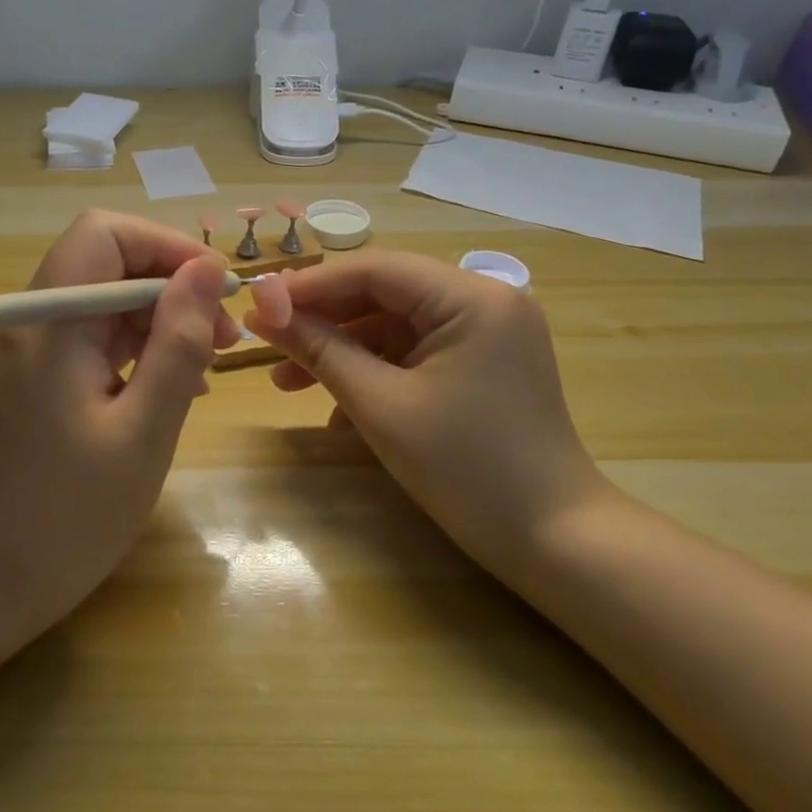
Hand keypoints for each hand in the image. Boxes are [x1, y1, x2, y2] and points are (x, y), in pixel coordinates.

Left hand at [0, 211, 239, 633]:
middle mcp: (30, 320)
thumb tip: (207, 270)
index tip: (216, 290)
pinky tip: (172, 384)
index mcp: (48, 322)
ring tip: (208, 363)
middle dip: (170, 286)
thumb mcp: (144, 430)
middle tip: (225, 336)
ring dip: (159, 318)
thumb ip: (178, 344)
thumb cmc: (69, 514)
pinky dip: (136, 347)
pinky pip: (91, 336)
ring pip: (103, 299)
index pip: (104, 234)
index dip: (166, 247)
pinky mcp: (35, 376)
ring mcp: (29, 348)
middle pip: (106, 262)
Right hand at [245, 252, 610, 570]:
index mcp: (471, 298)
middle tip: (268, 345)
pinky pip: (416, 354)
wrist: (553, 542)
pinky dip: (375, 373)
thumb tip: (262, 312)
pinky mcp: (483, 365)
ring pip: (395, 326)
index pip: (375, 269)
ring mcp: (487, 334)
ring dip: (343, 352)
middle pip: (384, 294)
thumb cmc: (465, 468)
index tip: (257, 307)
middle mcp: (485, 301)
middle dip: (323, 322)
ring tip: (288, 384)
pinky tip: (338, 411)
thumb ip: (320, 350)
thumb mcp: (381, 405)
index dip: (310, 286)